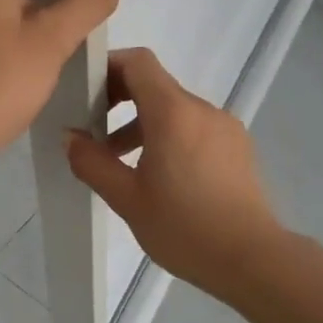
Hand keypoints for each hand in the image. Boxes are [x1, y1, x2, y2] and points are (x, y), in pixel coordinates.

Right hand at [66, 48, 284, 302]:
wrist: (252, 260)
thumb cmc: (184, 227)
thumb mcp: (126, 198)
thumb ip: (93, 162)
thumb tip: (70, 137)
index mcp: (173, 112)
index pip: (138, 62)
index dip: (108, 66)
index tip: (85, 91)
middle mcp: (201, 109)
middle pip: (155, 85)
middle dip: (120, 99)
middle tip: (94, 130)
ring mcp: (224, 127)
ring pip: (175, 109)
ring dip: (143, 123)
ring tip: (121, 161)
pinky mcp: (237, 147)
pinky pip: (195, 127)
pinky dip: (170, 136)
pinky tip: (160, 175)